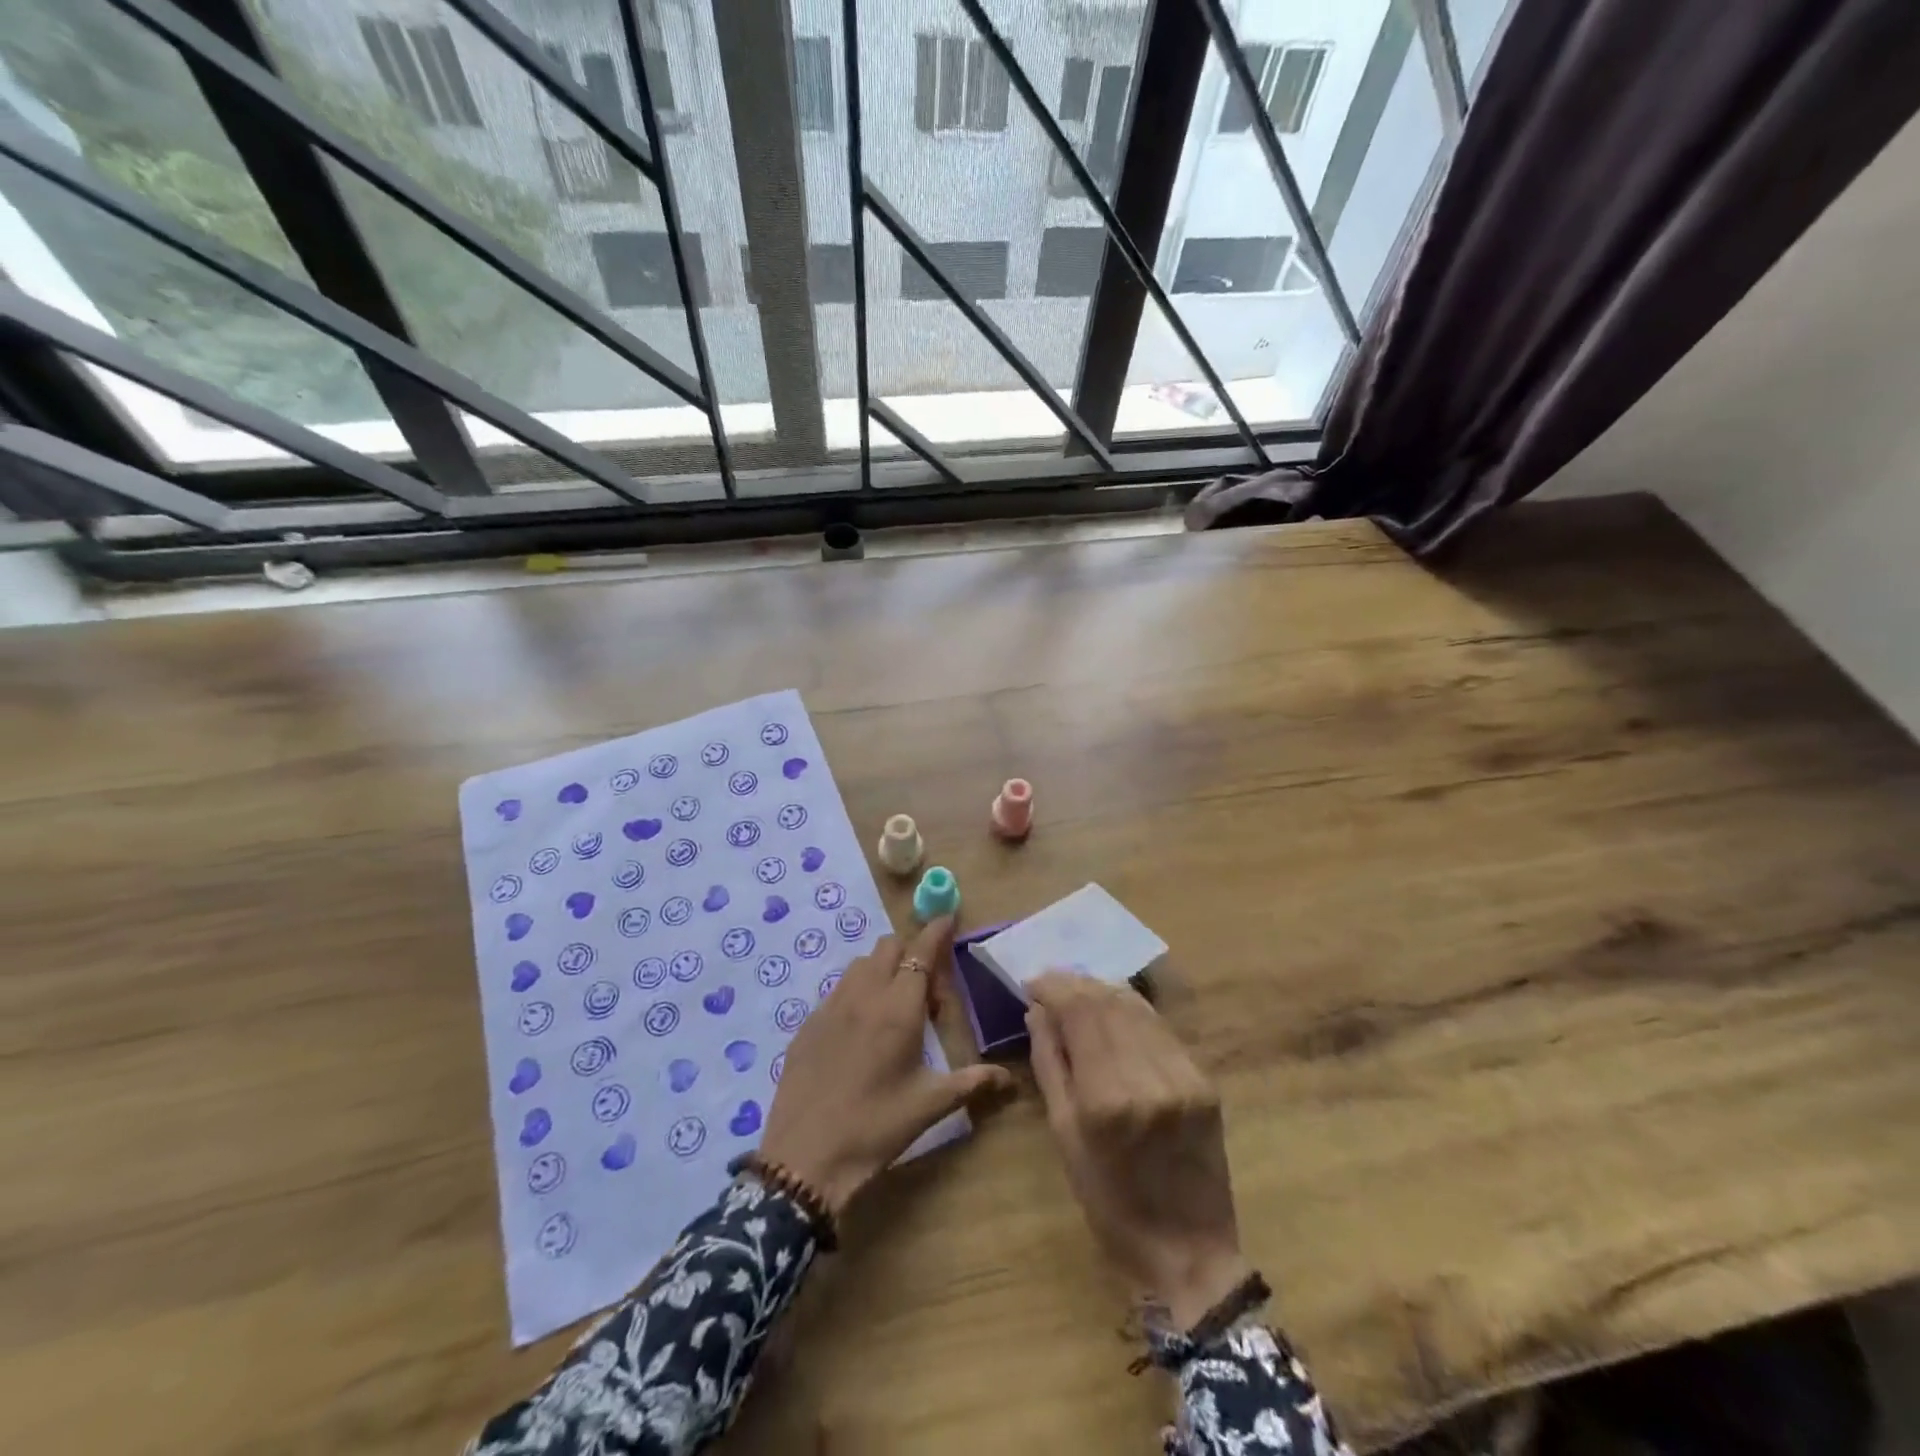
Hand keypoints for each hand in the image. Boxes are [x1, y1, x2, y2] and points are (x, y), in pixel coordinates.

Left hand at [760, 917, 1011, 1215]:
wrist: (804, 1159)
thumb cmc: (875, 1128)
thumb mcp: (929, 1106)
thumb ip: (971, 1082)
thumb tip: (1008, 1078)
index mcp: (898, 1009)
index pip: (921, 952)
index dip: (936, 931)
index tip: (948, 917)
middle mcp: (863, 996)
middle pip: (889, 947)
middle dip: (911, 952)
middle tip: (925, 991)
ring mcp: (830, 1007)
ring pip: (860, 964)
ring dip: (882, 969)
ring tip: (893, 1008)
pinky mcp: (807, 1024)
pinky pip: (837, 990)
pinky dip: (856, 993)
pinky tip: (860, 1032)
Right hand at [1026, 973, 1246, 1327]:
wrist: (1189, 1252)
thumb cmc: (1111, 1205)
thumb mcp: (1065, 1138)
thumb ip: (1050, 1065)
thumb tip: (1037, 1012)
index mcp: (1107, 1098)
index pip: (1079, 1011)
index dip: (1053, 987)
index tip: (1032, 983)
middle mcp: (1148, 1077)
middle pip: (1107, 1002)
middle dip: (1075, 983)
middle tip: (1050, 983)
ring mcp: (1183, 1076)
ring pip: (1137, 1008)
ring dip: (1103, 991)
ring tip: (1078, 990)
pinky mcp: (1204, 1080)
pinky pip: (1161, 1028)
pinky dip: (1133, 1011)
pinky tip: (1115, 1010)